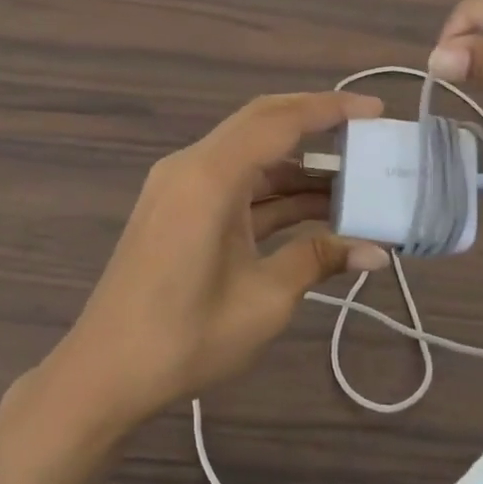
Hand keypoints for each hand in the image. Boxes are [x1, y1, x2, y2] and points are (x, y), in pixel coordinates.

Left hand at [44, 92, 390, 432]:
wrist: (105, 373)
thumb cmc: (185, 336)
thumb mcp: (265, 299)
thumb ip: (318, 259)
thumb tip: (377, 252)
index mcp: (209, 177)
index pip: (279, 122)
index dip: (330, 110)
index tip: (377, 110)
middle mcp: (191, 166)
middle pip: (262, 124)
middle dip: (315, 123)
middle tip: (367, 132)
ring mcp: (180, 186)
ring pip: (249, 156)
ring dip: (297, 166)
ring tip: (352, 181)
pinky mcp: (178, 208)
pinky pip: (233, 183)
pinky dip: (272, 191)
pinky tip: (311, 209)